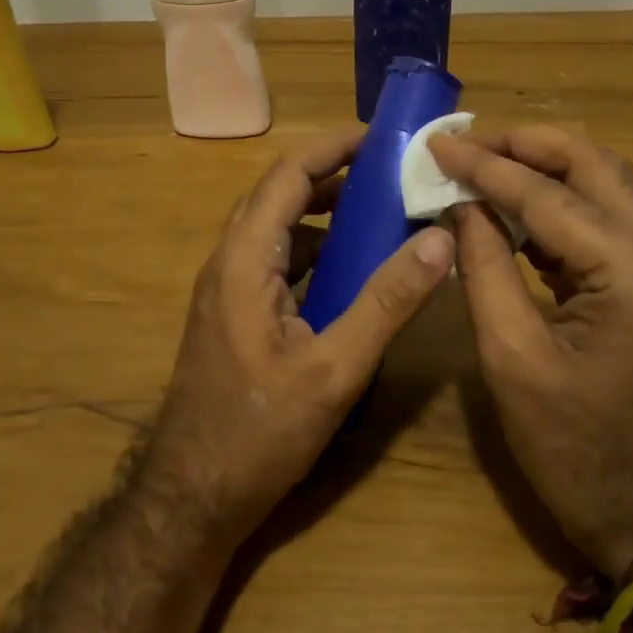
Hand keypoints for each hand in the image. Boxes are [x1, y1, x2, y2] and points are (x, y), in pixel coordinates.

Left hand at [142, 125, 455, 544]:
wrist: (194, 495)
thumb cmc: (259, 432)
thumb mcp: (334, 369)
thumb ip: (386, 302)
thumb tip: (439, 240)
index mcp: (244, 260)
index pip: (287, 176)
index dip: (332, 147)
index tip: (382, 137)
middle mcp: (229, 263)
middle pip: (280, 197)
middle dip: (334, 177)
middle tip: (392, 175)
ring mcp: (228, 291)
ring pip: (279, 232)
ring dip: (325, 217)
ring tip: (381, 216)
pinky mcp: (235, 317)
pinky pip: (277, 265)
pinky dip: (315, 254)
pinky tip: (351, 274)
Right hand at [429, 127, 632, 579]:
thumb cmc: (573, 449)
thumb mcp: (511, 358)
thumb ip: (484, 267)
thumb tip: (459, 204)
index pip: (548, 195)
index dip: (485, 166)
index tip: (436, 143)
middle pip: (594, 164)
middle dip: (524, 145)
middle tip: (464, 143)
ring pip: (606, 181)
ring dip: (544, 165)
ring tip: (483, 161)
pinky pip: (609, 215)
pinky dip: (561, 199)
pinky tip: (515, 204)